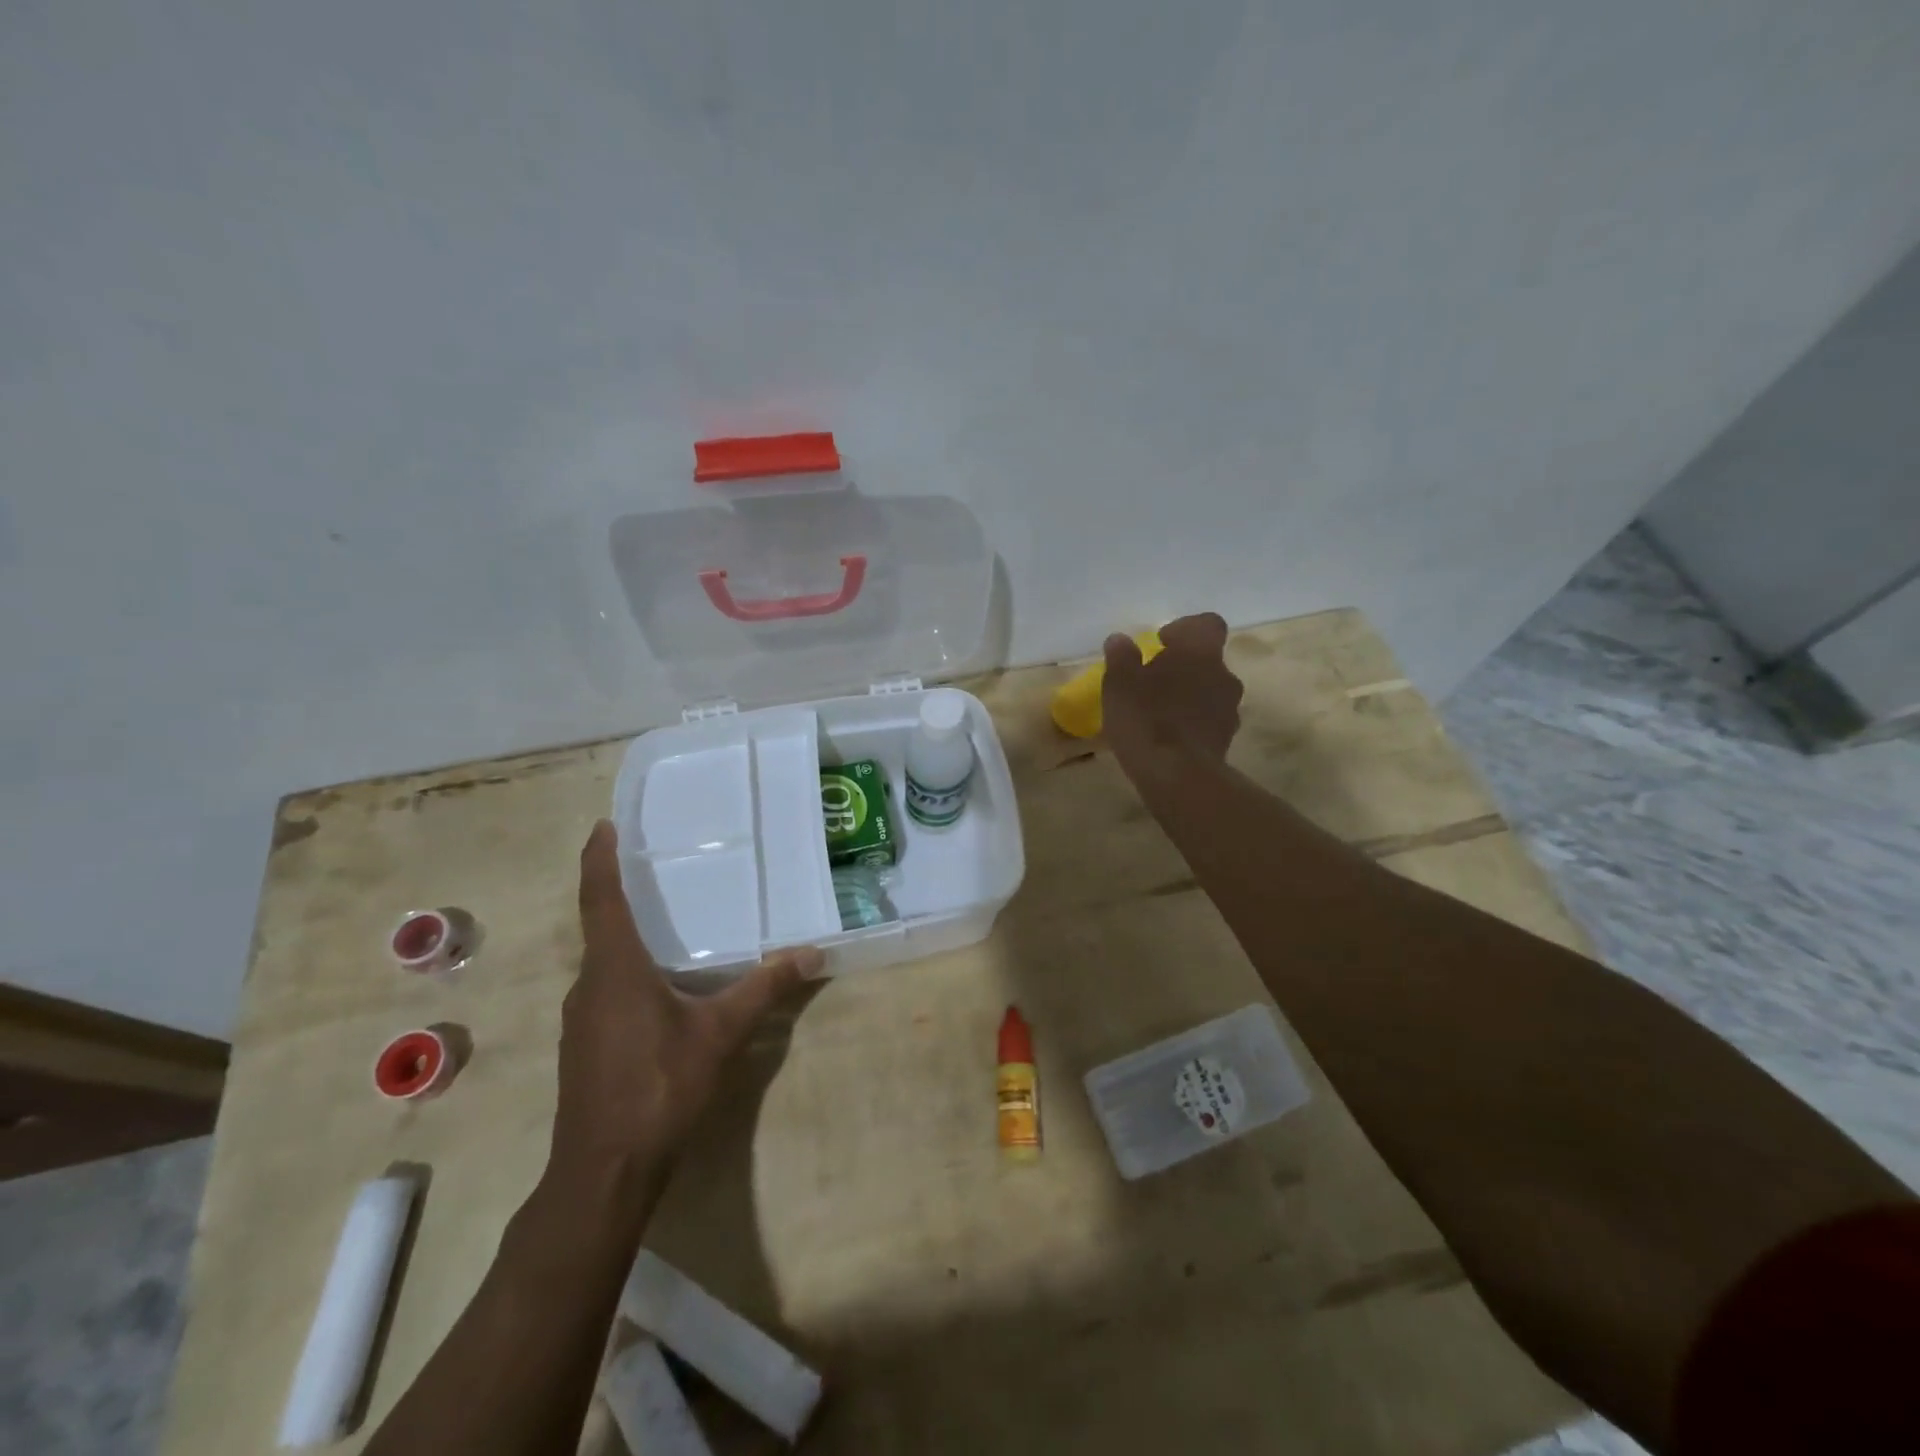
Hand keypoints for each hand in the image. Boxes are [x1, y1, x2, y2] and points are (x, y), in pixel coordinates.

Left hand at [548, 820, 821, 1205]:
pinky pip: (605, 990)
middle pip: (600, 926)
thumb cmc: (658, 1086)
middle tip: (651, 867)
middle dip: (619, 893)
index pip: (601, 899)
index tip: (603, 825)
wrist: (604, 1171)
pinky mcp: (585, 1046)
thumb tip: (811, 953)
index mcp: (615, 969)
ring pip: (603, 962)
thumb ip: (765, 989)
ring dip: (624, 936)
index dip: (600, 859)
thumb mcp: (720, 1033)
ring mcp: (581, 1019)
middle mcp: (589, 985)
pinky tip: (660, 987)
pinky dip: (626, 971)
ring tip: (662, 921)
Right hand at [1102, 612, 1243, 766]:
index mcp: (1200, 653)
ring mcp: (1229, 710)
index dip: (1185, 629)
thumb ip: (1121, 658)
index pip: (1207, 624)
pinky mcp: (1226, 740)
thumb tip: (1120, 640)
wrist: (1178, 776)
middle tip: (1152, 681)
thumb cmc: (1146, 718)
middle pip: (1208, 661)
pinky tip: (1167, 738)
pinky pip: (1208, 721)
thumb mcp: (1120, 684)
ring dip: (1189, 696)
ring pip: (1210, 692)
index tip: (1160, 644)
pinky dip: (1192, 723)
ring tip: (1158, 713)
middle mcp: (1223, 675)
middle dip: (1183, 668)